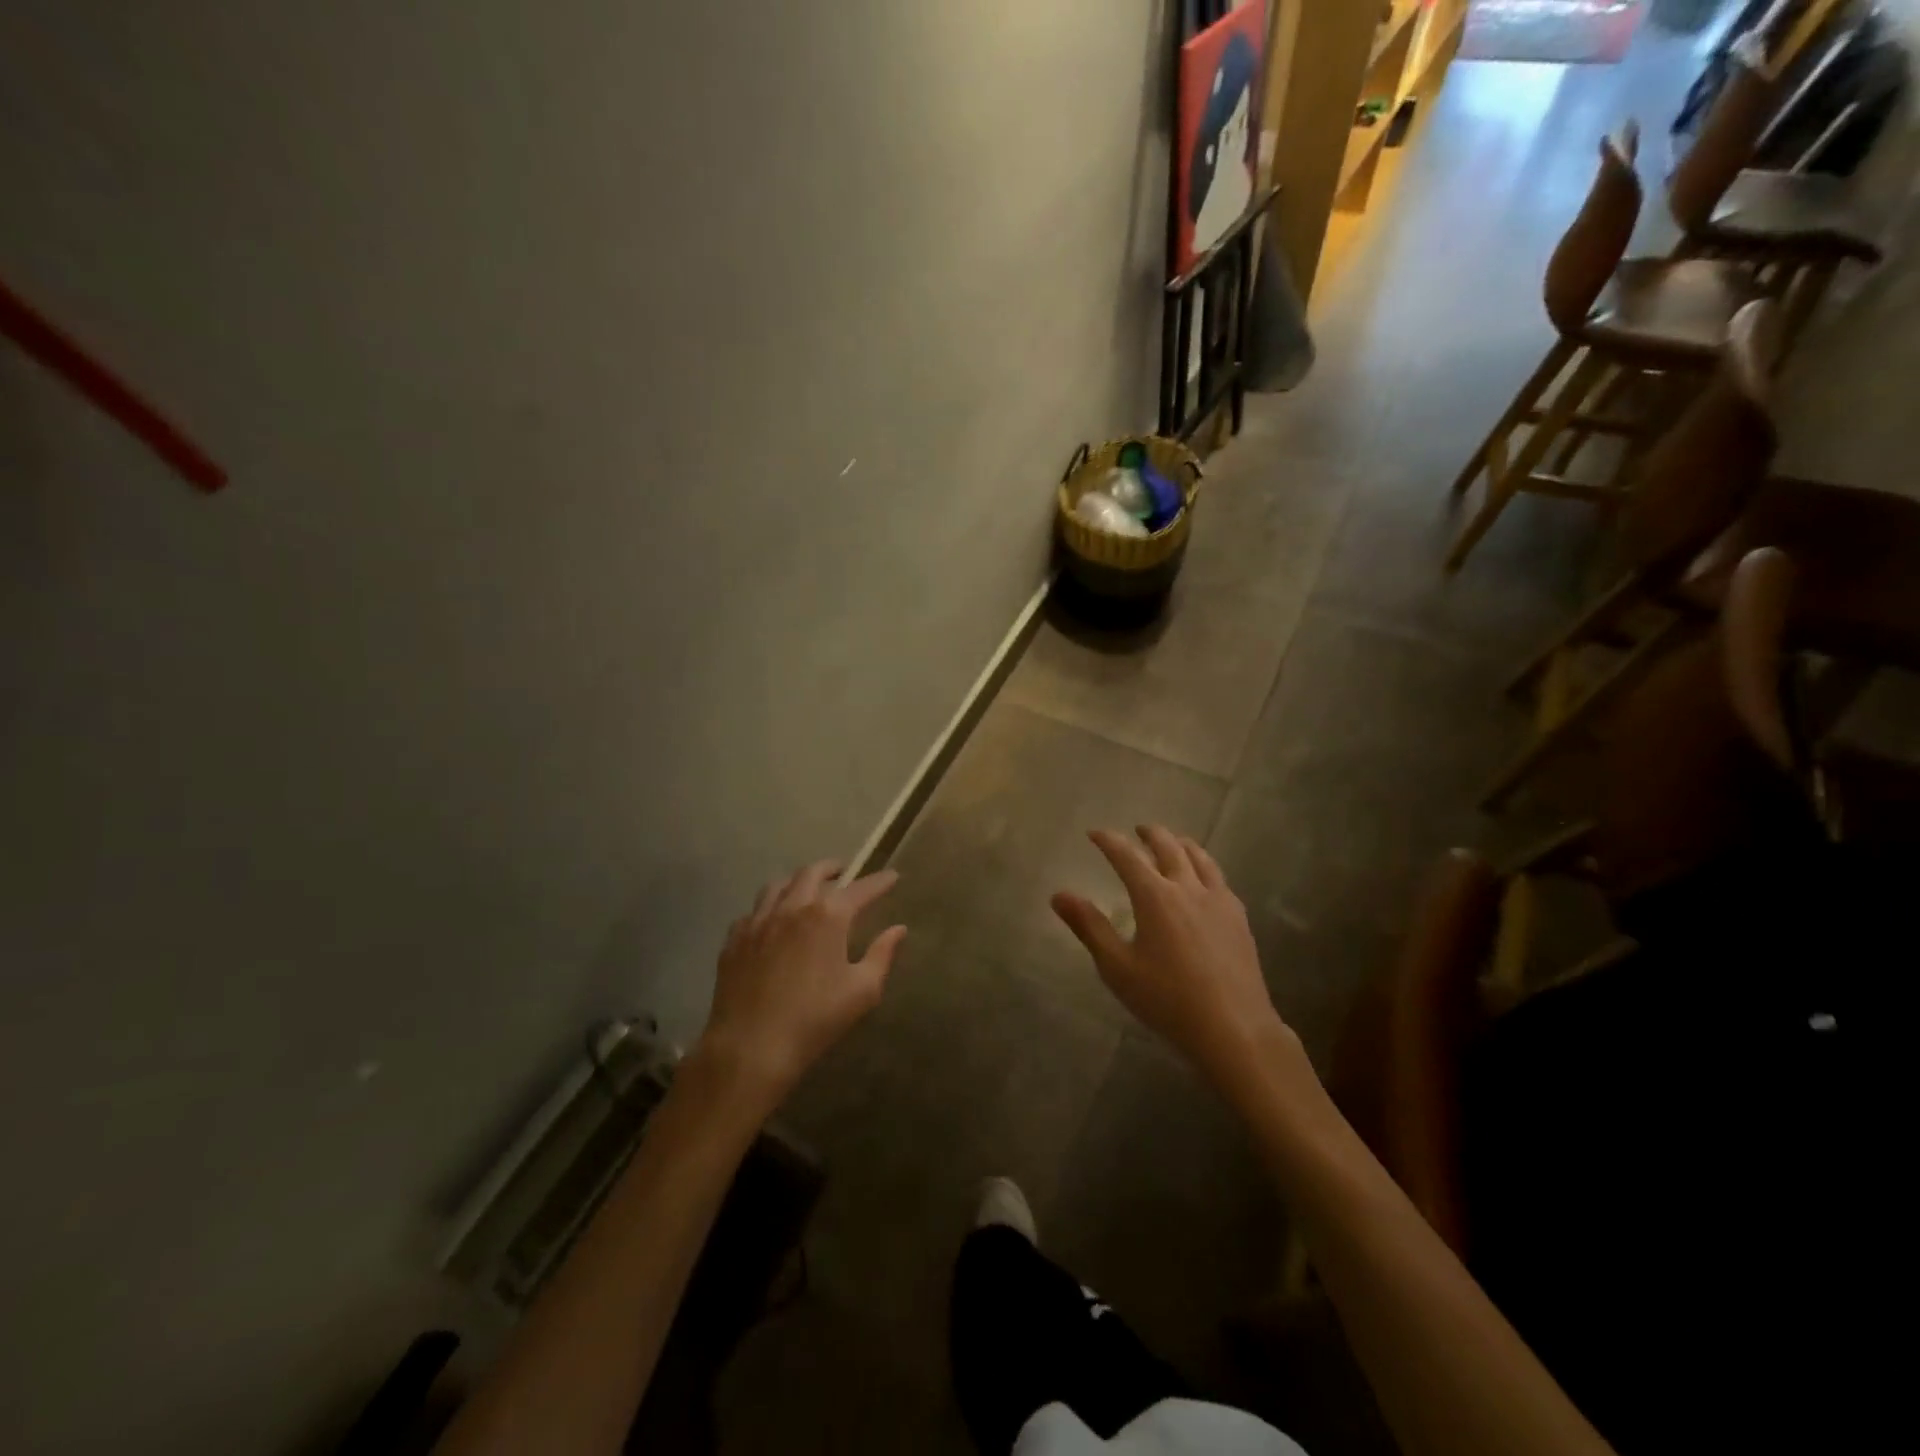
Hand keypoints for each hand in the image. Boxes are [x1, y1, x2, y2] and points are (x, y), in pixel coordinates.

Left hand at [696, 860, 906, 1113]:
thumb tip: (898, 930)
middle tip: (844, 872)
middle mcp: (792, 907)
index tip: (892, 877)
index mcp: (828, 916)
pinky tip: (772, 920)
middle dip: (833, 868)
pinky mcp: (735, 939)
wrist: (751, 1047)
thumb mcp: (862, 991)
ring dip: (798, 880)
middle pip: (813, 873)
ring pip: (778, 884)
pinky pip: (753, 911)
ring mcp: (759, 920)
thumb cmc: (815, 1020)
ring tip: (806, 887)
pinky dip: (769, 907)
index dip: (879, 881)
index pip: (861, 889)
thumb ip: (882, 955)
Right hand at [1052, 827, 1292, 1092]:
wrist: (1233, 1027)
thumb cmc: (1167, 999)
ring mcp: (1218, 900)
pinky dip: (1204, 865)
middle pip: (1167, 847)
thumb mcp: (1117, 967)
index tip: (1094, 833)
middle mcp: (1187, 888)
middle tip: (1136, 830)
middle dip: (1149, 834)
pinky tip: (1204, 879)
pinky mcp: (1238, 917)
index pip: (1126, 855)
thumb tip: (1058, 895)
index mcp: (1154, 896)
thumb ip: (1089, 927)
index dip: (1108, 841)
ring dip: (1180, 844)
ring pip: (1199, 857)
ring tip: (1172, 843)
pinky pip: (1219, 877)